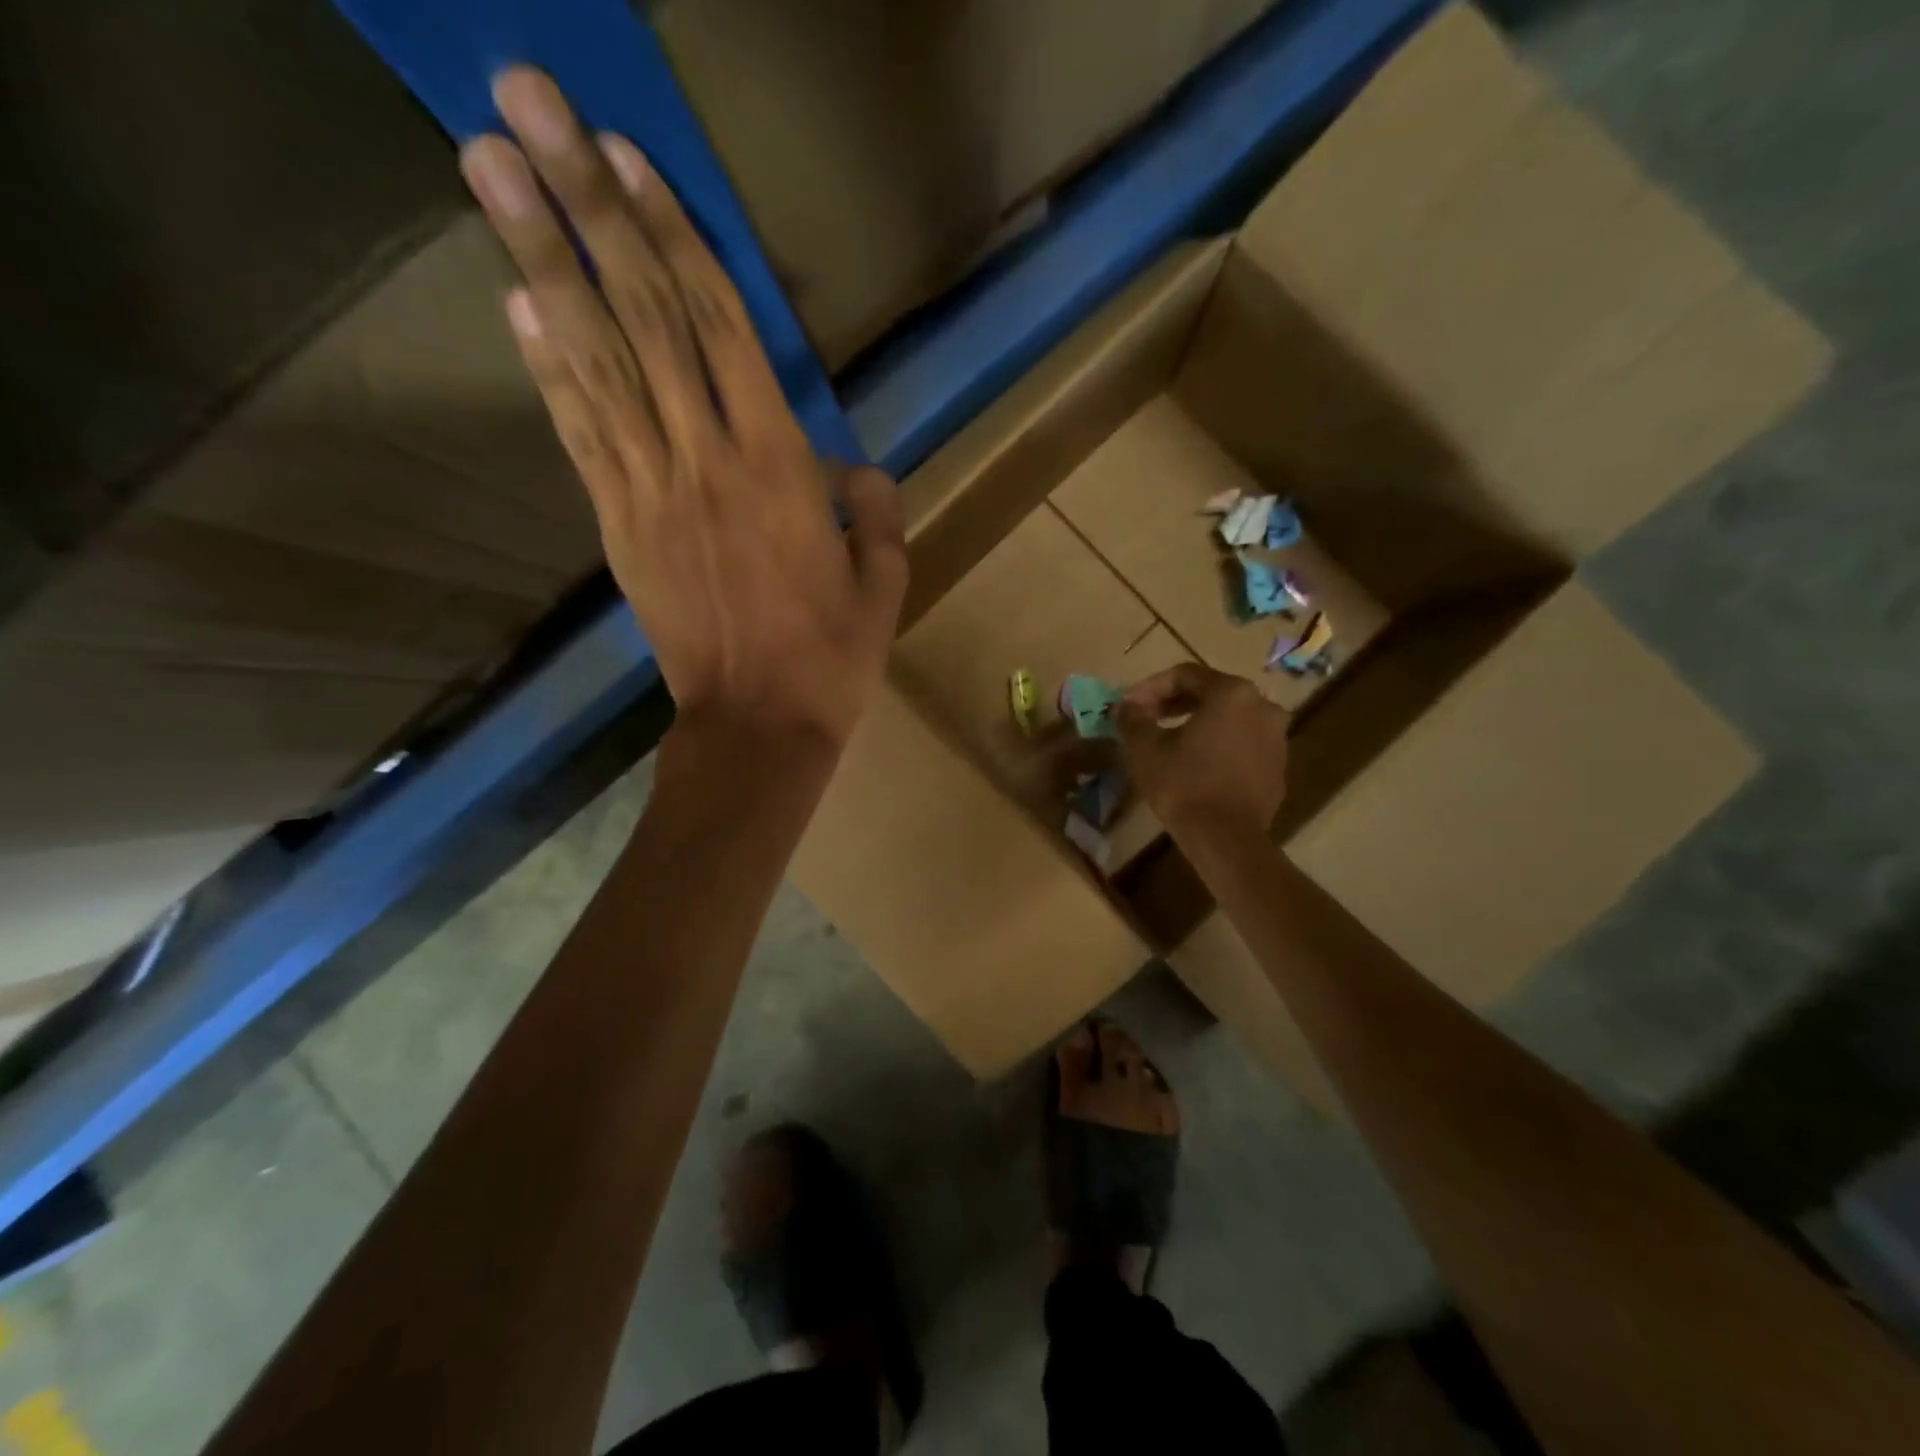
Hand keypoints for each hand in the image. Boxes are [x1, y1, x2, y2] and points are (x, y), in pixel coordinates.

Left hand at [459, 68, 906, 754]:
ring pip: (597, 365)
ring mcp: (652, 493)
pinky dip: (548, 369)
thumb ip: (875, 512)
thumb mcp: (885, 584)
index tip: (628, 158)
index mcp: (781, 469)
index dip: (674, 240)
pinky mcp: (620, 530)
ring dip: (541, 262)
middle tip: (525, 106)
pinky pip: (582, 437)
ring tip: (488, 169)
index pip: (722, 331)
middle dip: (585, 209)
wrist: (759, 726)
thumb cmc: (832, 657)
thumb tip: (857, 469)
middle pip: (644, 321)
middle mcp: (707, 461)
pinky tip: (517, 303)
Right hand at [1118, 663, 1289, 842]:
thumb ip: (1133, 718)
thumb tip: (1127, 706)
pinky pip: (1242, 742)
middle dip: (1174, 703)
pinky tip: (1194, 763)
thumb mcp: (1145, 748)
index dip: (1151, 687)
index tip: (1129, 705)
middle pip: (1211, 693)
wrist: (1226, 839)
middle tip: (1146, 718)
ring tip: (1168, 740)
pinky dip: (1217, 744)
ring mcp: (1276, 736)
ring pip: (1228, 718)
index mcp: (1232, 693)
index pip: (1185, 675)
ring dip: (1197, 723)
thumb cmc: (1183, 785)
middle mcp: (1262, 705)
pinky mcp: (1278, 765)